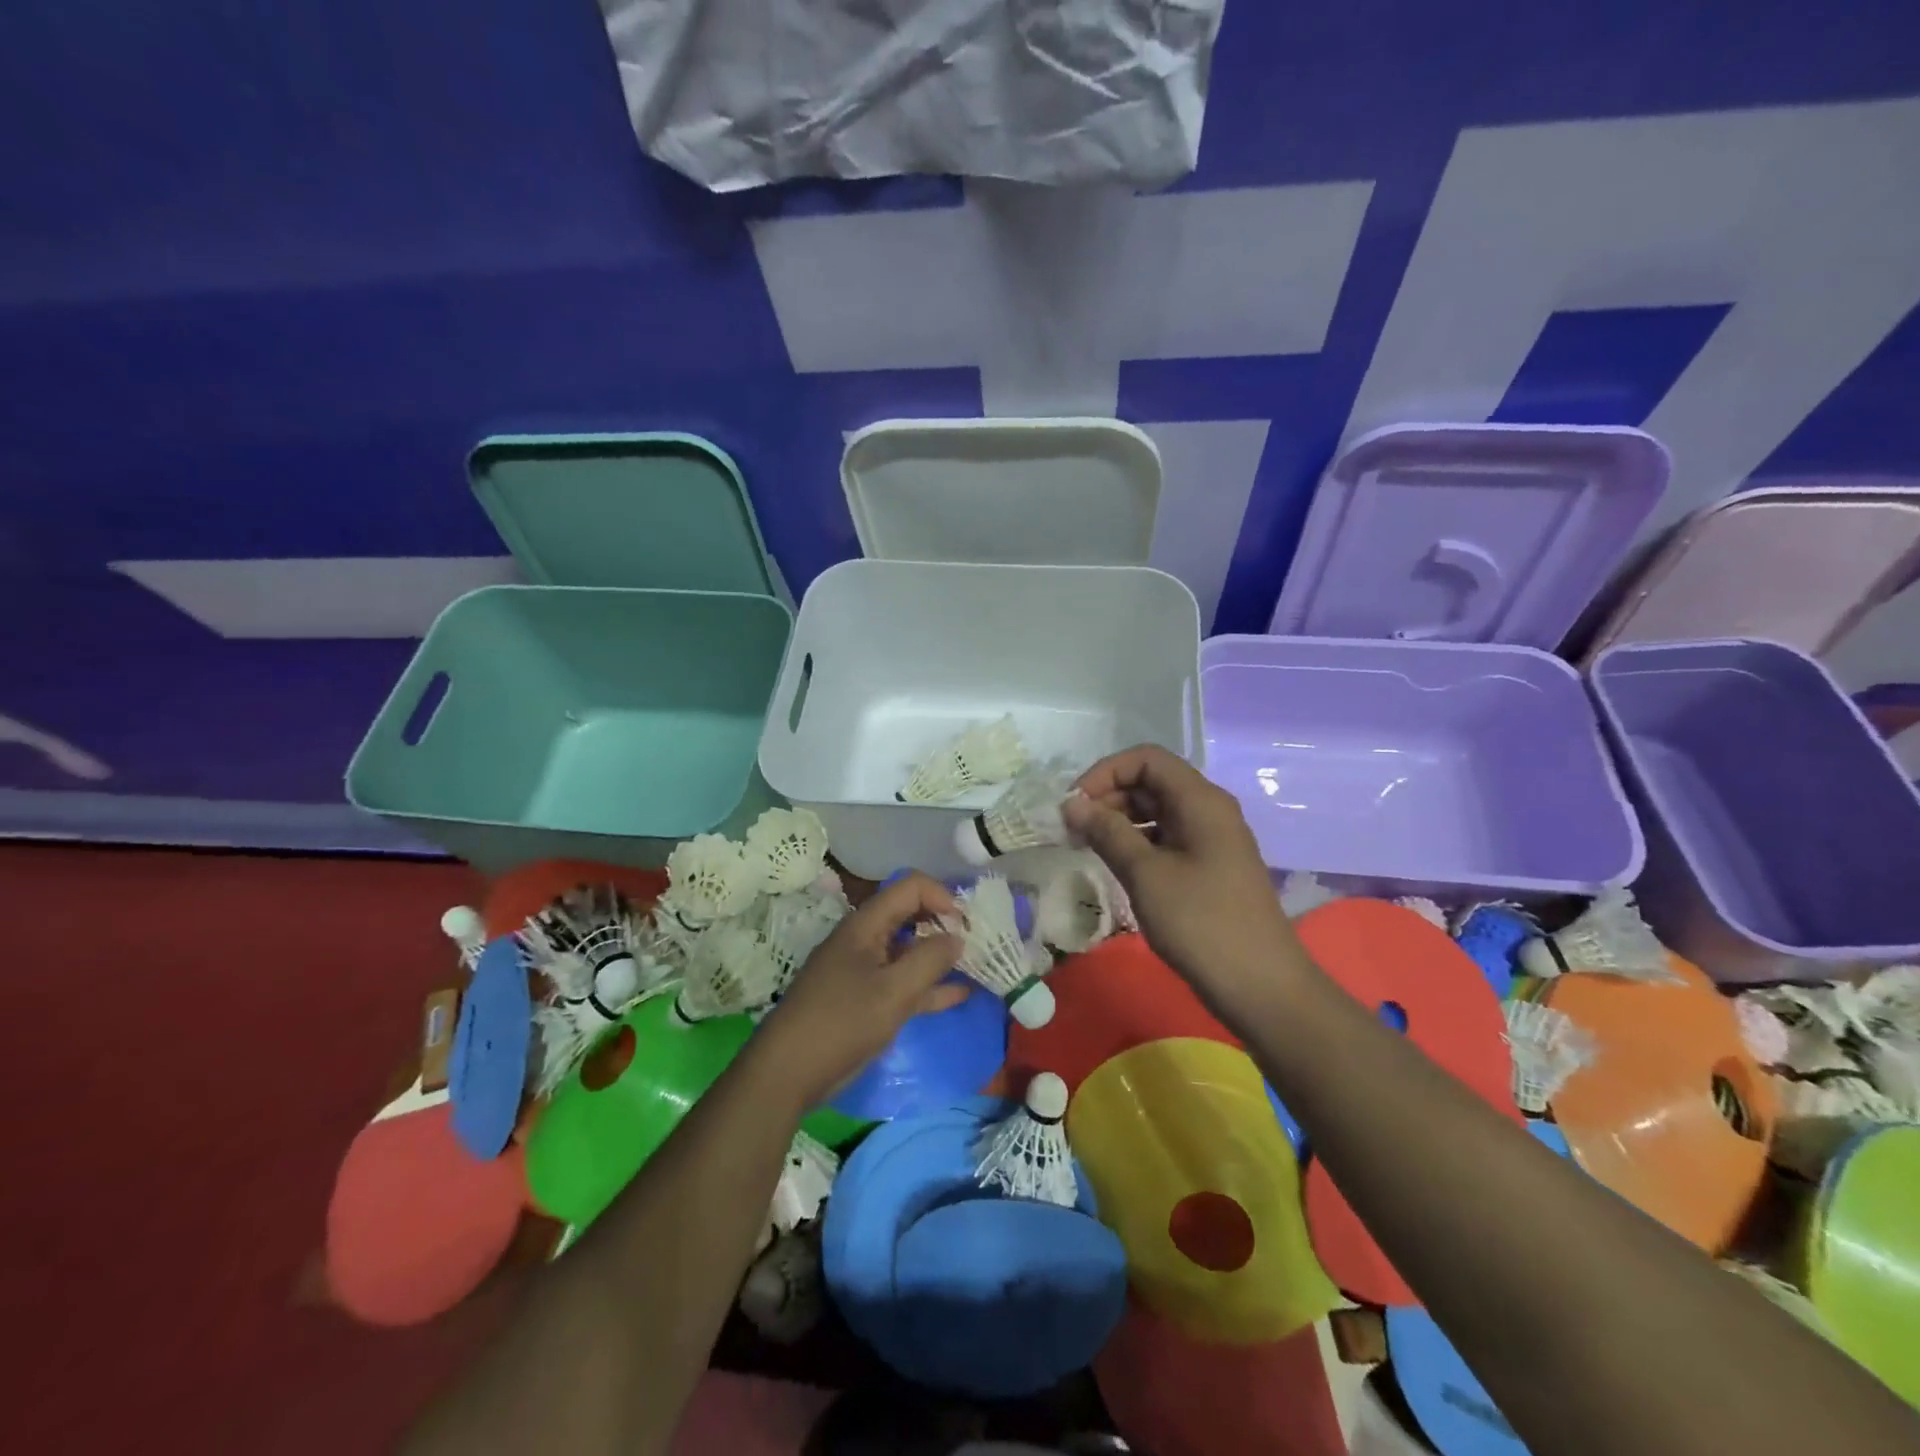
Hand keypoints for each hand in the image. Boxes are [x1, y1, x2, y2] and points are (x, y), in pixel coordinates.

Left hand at [753, 872, 967, 1107]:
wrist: (787, 1073)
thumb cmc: (840, 1023)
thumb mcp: (892, 992)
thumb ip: (929, 961)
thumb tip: (957, 938)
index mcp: (866, 925)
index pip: (910, 888)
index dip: (941, 896)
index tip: (966, 924)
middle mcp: (865, 939)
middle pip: (910, 915)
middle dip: (943, 923)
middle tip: (976, 943)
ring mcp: (864, 970)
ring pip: (909, 951)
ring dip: (939, 956)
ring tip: (976, 965)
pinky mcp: (865, 1000)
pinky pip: (903, 983)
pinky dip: (929, 986)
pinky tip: (960, 994)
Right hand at [1063, 745, 1300, 1009]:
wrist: (1261, 987)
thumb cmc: (1201, 923)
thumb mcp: (1146, 874)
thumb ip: (1107, 832)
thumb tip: (1072, 805)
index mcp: (1200, 800)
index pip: (1146, 759)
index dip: (1105, 773)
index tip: (1074, 805)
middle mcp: (1208, 810)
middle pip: (1151, 782)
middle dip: (1108, 797)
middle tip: (1073, 830)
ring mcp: (1211, 839)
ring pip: (1157, 811)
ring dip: (1119, 821)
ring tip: (1087, 847)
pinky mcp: (1209, 866)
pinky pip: (1167, 838)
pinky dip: (1137, 843)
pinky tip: (1116, 865)